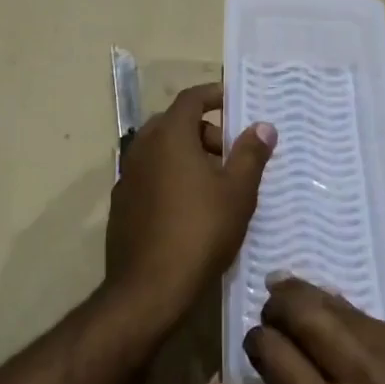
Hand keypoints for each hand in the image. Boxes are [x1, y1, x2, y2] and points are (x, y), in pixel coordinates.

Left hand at [104, 82, 275, 330]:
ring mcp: (126, 176)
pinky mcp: (121, 203)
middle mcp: (142, 147)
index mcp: (169, 136)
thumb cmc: (200, 231)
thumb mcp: (238, 192)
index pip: (190, 98)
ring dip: (187, 155)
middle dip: (204, 131)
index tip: (234, 103)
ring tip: (215, 185)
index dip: (214, 95)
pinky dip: (169, 176)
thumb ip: (251, 153)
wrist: (149, 287)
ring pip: (160, 151)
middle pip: (174, 123)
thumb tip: (263, 126)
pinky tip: (188, 208)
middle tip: (231, 155)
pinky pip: (149, 175)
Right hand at [210, 277, 384, 383]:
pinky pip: (374, 320)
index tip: (257, 348)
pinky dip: (352, 325)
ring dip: (313, 306)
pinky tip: (353, 346)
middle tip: (272, 313)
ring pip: (338, 304)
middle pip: (302, 306)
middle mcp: (364, 377)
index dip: (256, 340)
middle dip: (277, 301)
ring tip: (303, 316)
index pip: (270, 347)